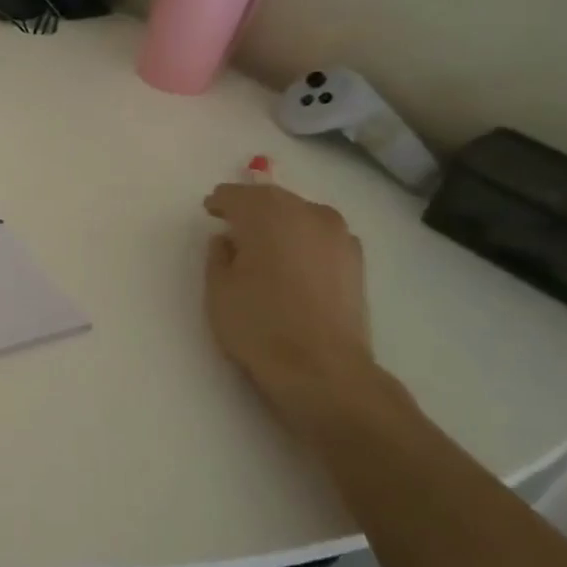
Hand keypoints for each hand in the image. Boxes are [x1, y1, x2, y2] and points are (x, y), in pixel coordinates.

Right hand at [202, 179, 375, 434]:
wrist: (323, 370)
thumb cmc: (259, 325)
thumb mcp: (218, 289)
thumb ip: (218, 255)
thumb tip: (229, 240)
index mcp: (267, 214)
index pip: (237, 195)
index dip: (220, 202)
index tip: (210, 210)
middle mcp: (306, 213)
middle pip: (272, 199)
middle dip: (251, 207)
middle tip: (233, 222)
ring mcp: (337, 235)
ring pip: (300, 214)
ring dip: (280, 221)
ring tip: (264, 241)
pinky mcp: (356, 259)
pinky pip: (321, 235)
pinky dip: (304, 239)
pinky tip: (295, 259)